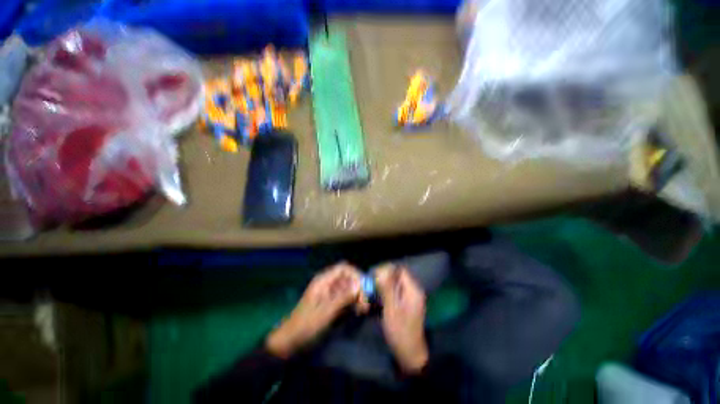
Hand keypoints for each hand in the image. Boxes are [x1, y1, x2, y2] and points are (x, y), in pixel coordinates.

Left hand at [266, 263, 362, 358]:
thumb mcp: (325, 313)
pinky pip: (346, 298)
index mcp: (323, 281)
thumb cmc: (305, 326)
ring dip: (358, 296)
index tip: (364, 289)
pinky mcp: (332, 304)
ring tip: (363, 309)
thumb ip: (342, 298)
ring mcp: (330, 294)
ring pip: (349, 288)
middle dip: (358, 287)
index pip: (343, 269)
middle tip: (365, 303)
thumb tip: (359, 285)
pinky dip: (353, 303)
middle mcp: (328, 284)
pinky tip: (358, 312)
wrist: (290, 343)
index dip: (355, 275)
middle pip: (348, 278)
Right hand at [376, 264, 428, 373]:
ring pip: (395, 284)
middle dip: (383, 278)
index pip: (400, 270)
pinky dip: (386, 293)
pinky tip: (377, 299)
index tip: (374, 275)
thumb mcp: (392, 309)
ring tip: (372, 292)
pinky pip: (395, 292)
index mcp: (412, 290)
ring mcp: (409, 298)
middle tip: (371, 284)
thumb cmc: (401, 332)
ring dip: (383, 286)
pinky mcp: (405, 305)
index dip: (387, 270)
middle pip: (397, 276)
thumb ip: (387, 288)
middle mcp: (412, 291)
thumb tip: (382, 271)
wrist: (410, 355)